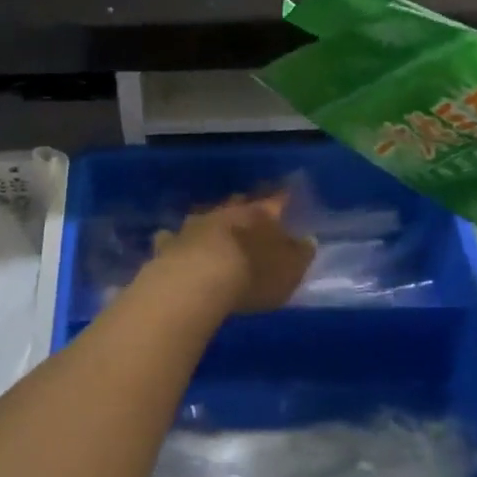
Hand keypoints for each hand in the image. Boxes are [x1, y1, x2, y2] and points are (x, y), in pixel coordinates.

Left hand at [149, 194, 315, 313]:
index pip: (275, 202)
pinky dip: (176, 240)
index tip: (286, 194)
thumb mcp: (289, 271)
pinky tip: (173, 243)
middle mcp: (226, 214)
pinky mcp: (169, 244)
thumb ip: (300, 254)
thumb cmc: (252, 276)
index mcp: (259, 216)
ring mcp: (194, 226)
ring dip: (211, 221)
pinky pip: (173, 238)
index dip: (281, 199)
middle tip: (249, 209)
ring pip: (205, 216)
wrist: (196, 282)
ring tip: (214, 226)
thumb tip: (307, 240)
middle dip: (244, 207)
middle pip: (238, 204)